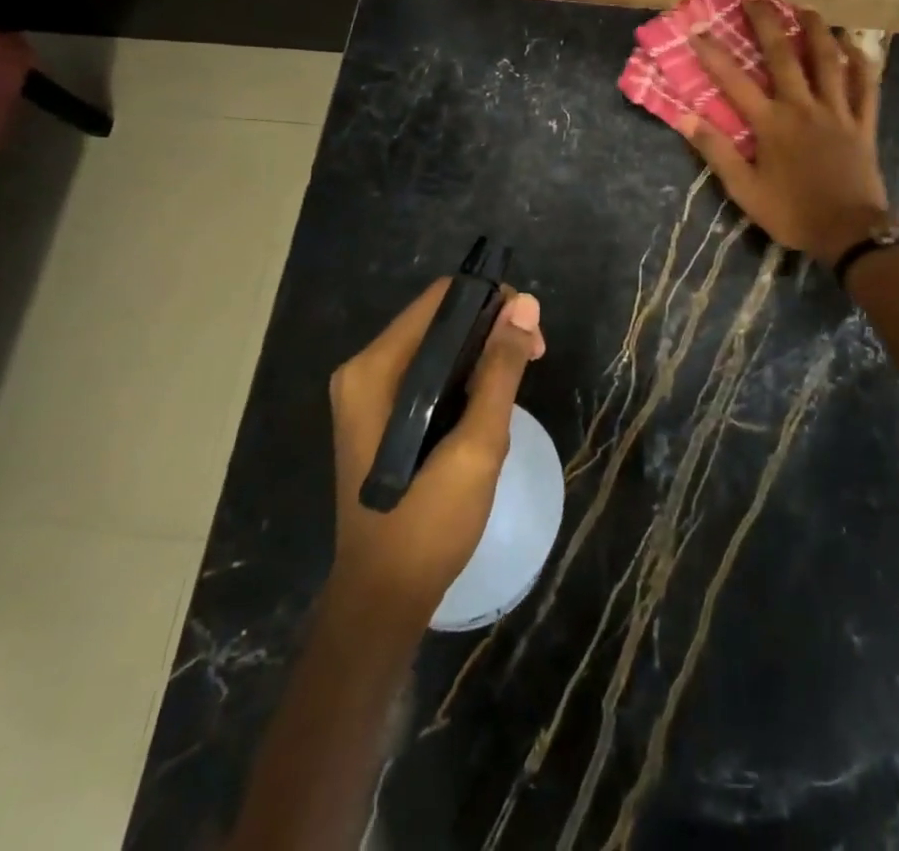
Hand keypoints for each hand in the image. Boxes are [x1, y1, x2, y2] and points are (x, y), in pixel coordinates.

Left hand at [328, 280, 545, 619]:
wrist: (384, 598)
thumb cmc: (428, 522)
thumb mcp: (476, 443)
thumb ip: (500, 370)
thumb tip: (527, 305)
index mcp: (375, 369)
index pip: (440, 300)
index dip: (491, 301)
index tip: (530, 331)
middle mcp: (364, 371)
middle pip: (439, 320)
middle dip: (492, 330)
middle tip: (534, 358)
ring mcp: (368, 394)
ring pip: (437, 346)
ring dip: (483, 354)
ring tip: (519, 382)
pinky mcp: (380, 415)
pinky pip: (429, 374)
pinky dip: (464, 376)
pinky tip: (490, 402)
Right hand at [682, 0, 890, 265]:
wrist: (849, 232)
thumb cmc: (792, 213)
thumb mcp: (745, 191)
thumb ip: (717, 152)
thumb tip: (686, 118)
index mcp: (772, 124)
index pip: (735, 82)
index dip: (713, 55)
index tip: (696, 31)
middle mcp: (803, 107)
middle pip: (784, 56)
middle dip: (767, 24)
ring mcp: (837, 112)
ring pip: (828, 61)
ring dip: (817, 30)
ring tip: (807, 9)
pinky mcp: (863, 123)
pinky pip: (866, 86)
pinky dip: (861, 62)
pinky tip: (855, 44)